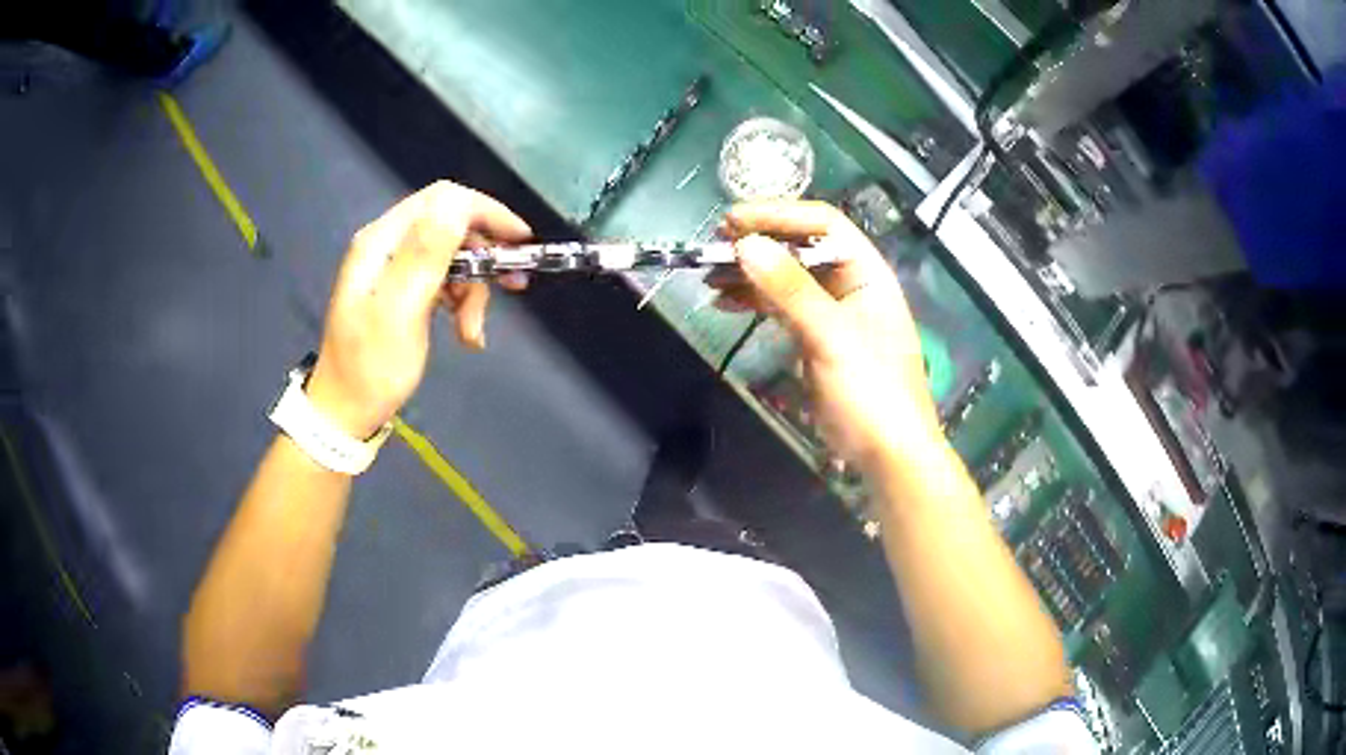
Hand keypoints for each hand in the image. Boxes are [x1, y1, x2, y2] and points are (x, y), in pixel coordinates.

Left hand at [306, 182, 531, 438]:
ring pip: (453, 256)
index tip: (520, 241)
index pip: (443, 199)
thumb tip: (458, 201)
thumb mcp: (400, 311)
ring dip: (473, 288)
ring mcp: (394, 268)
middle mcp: (388, 245)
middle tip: (513, 284)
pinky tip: (466, 335)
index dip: (485, 212)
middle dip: (483, 255)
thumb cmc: (371, 368)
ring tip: (473, 331)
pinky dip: (461, 303)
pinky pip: (444, 280)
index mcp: (382, 241)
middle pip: (451, 225)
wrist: (345, 413)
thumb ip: (425, 253)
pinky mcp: (402, 291)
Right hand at [720, 201, 941, 469]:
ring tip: (709, 275)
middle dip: (758, 243)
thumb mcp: (832, 337)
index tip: (733, 222)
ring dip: (749, 273)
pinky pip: (780, 307)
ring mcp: (830, 311)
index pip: (822, 224)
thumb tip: (746, 245)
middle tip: (714, 247)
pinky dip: (753, 301)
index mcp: (866, 272)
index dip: (778, 215)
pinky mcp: (814, 337)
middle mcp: (848, 283)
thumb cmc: (872, 392)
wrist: (887, 453)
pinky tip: (724, 302)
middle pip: (800, 247)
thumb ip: (791, 290)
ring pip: (785, 277)